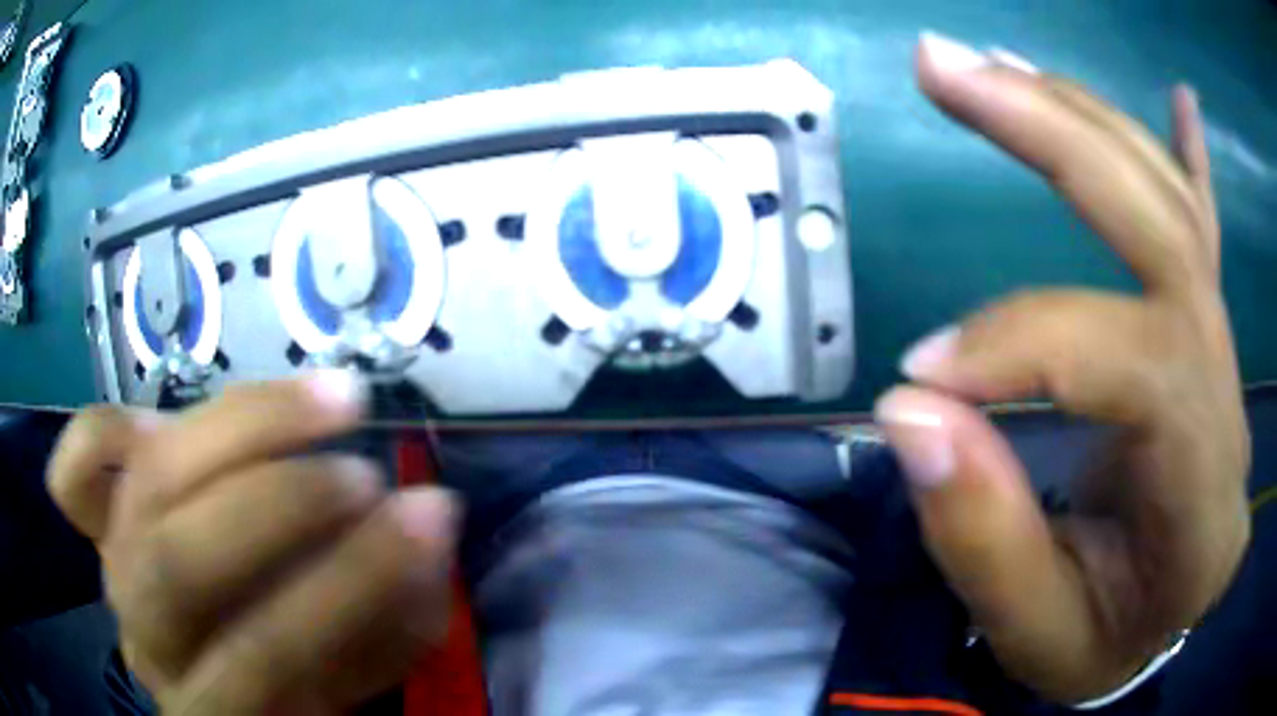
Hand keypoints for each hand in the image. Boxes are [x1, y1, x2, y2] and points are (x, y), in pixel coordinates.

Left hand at [47, 373, 458, 713]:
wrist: (220, 693)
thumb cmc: (297, 694)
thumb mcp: (354, 685)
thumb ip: (388, 622)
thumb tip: (431, 520)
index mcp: (218, 706)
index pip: (269, 651)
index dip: (346, 587)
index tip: (425, 520)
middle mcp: (147, 635)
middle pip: (181, 561)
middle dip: (281, 504)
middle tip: (368, 468)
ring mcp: (113, 568)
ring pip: (145, 484)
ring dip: (240, 428)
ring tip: (330, 397)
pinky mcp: (99, 529)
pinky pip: (74, 471)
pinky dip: (105, 429)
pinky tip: (166, 419)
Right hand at [874, 33, 1249, 701]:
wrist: (1163, 619)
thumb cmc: (1103, 640)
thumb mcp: (1035, 630)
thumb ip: (982, 534)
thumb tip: (907, 412)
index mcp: (1200, 490)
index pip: (1131, 364)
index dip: (1020, 345)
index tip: (917, 372)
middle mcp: (1226, 394)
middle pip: (1163, 232)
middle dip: (1053, 135)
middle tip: (945, 68)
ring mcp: (1224, 350)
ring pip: (1171, 202)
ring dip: (1082, 117)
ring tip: (994, 65)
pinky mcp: (1208, 332)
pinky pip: (1206, 226)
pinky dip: (1187, 153)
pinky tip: (1180, 99)